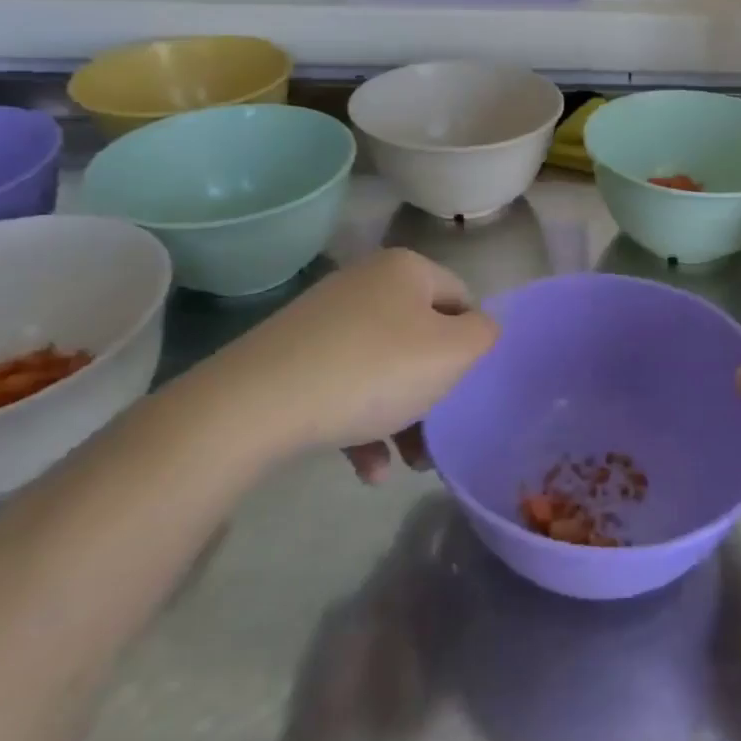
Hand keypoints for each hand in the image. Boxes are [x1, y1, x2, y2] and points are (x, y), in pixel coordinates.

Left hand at [170, 249, 497, 475]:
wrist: (256, 403)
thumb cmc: (372, 370)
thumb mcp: (451, 354)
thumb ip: (483, 335)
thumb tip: (481, 328)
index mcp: (406, 270)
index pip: (462, 300)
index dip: (471, 346)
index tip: (466, 390)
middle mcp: (367, 283)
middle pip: (421, 339)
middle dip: (435, 393)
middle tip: (439, 435)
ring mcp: (326, 319)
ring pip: (384, 369)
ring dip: (402, 417)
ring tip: (407, 465)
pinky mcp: (295, 355)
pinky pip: (344, 386)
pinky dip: (362, 425)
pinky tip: (367, 470)